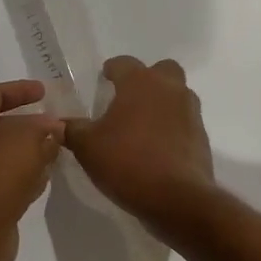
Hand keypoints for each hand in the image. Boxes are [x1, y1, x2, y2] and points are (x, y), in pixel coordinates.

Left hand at [0, 80, 64, 260]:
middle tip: (50, 121)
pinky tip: (40, 178)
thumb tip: (53, 128)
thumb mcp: (29, 137)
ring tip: (51, 149)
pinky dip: (18, 173)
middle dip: (24, 122)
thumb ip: (44, 126)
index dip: (20, 90)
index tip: (45, 91)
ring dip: (23, 150)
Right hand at [62, 56, 215, 230]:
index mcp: (141, 82)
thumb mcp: (88, 147)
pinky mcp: (201, 136)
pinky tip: (157, 147)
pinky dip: (172, 127)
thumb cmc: (127, 161)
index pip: (124, 63)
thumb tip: (59, 124)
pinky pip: (184, 122)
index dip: (112, 69)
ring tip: (141, 125)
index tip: (104, 78)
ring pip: (177, 95)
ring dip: (162, 103)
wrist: (177, 197)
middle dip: (147, 79)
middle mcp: (170, 89)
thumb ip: (72, 130)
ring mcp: (190, 112)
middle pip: (162, 70)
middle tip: (128, 99)